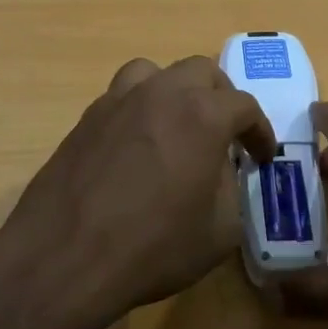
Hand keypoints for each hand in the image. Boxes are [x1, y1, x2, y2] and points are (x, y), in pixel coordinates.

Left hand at [0, 57, 276, 327]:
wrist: (66, 256)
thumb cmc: (154, 246)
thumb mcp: (220, 229)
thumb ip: (231, 187)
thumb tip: (220, 169)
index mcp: (202, 114)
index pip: (244, 106)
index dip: (259, 131)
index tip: (261, 156)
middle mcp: (160, 93)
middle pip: (201, 72)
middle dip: (222, 98)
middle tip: (226, 133)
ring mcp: (117, 101)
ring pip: (155, 73)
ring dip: (176, 91)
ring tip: (178, 124)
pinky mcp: (86, 118)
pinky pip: (121, 97)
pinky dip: (140, 109)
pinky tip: (138, 144)